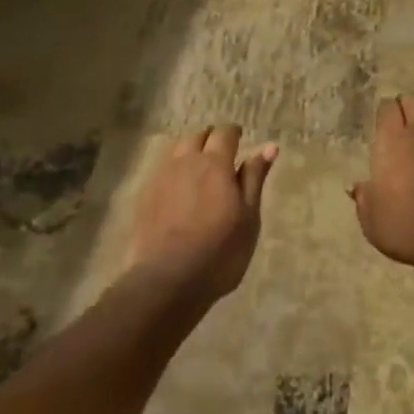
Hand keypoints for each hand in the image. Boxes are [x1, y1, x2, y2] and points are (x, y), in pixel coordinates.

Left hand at [126, 126, 277, 303]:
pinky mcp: (144, 196)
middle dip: (210, 139)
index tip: (240, 140)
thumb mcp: (248, 216)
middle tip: (222, 155)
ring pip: (176, 149)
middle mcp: (185, 162)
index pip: (224, 133)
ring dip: (189, 151)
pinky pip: (161, 170)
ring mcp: (161, 178)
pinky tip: (178, 189)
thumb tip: (269, 146)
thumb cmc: (219, 250)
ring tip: (199, 169)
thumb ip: (254, 178)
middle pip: (197, 136)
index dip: (234, 133)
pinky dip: (173, 170)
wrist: (167, 281)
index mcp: (214, 163)